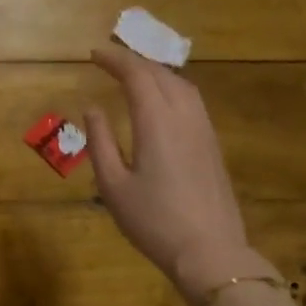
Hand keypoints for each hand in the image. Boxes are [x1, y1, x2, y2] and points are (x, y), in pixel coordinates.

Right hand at [83, 46, 265, 296]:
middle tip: (110, 61)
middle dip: (134, 61)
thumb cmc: (153, 221)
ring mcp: (203, 130)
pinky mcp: (213, 146)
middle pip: (161, 74)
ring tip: (134, 75)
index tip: (94, 54)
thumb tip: (93, 109)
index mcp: (157, 122)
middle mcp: (184, 117)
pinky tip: (162, 103)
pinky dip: (171, 89)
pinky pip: (192, 102)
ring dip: (156, 73)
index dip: (115, 60)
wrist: (209, 251)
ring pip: (182, 85)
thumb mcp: (113, 186)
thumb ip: (100, 143)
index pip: (137, 75)